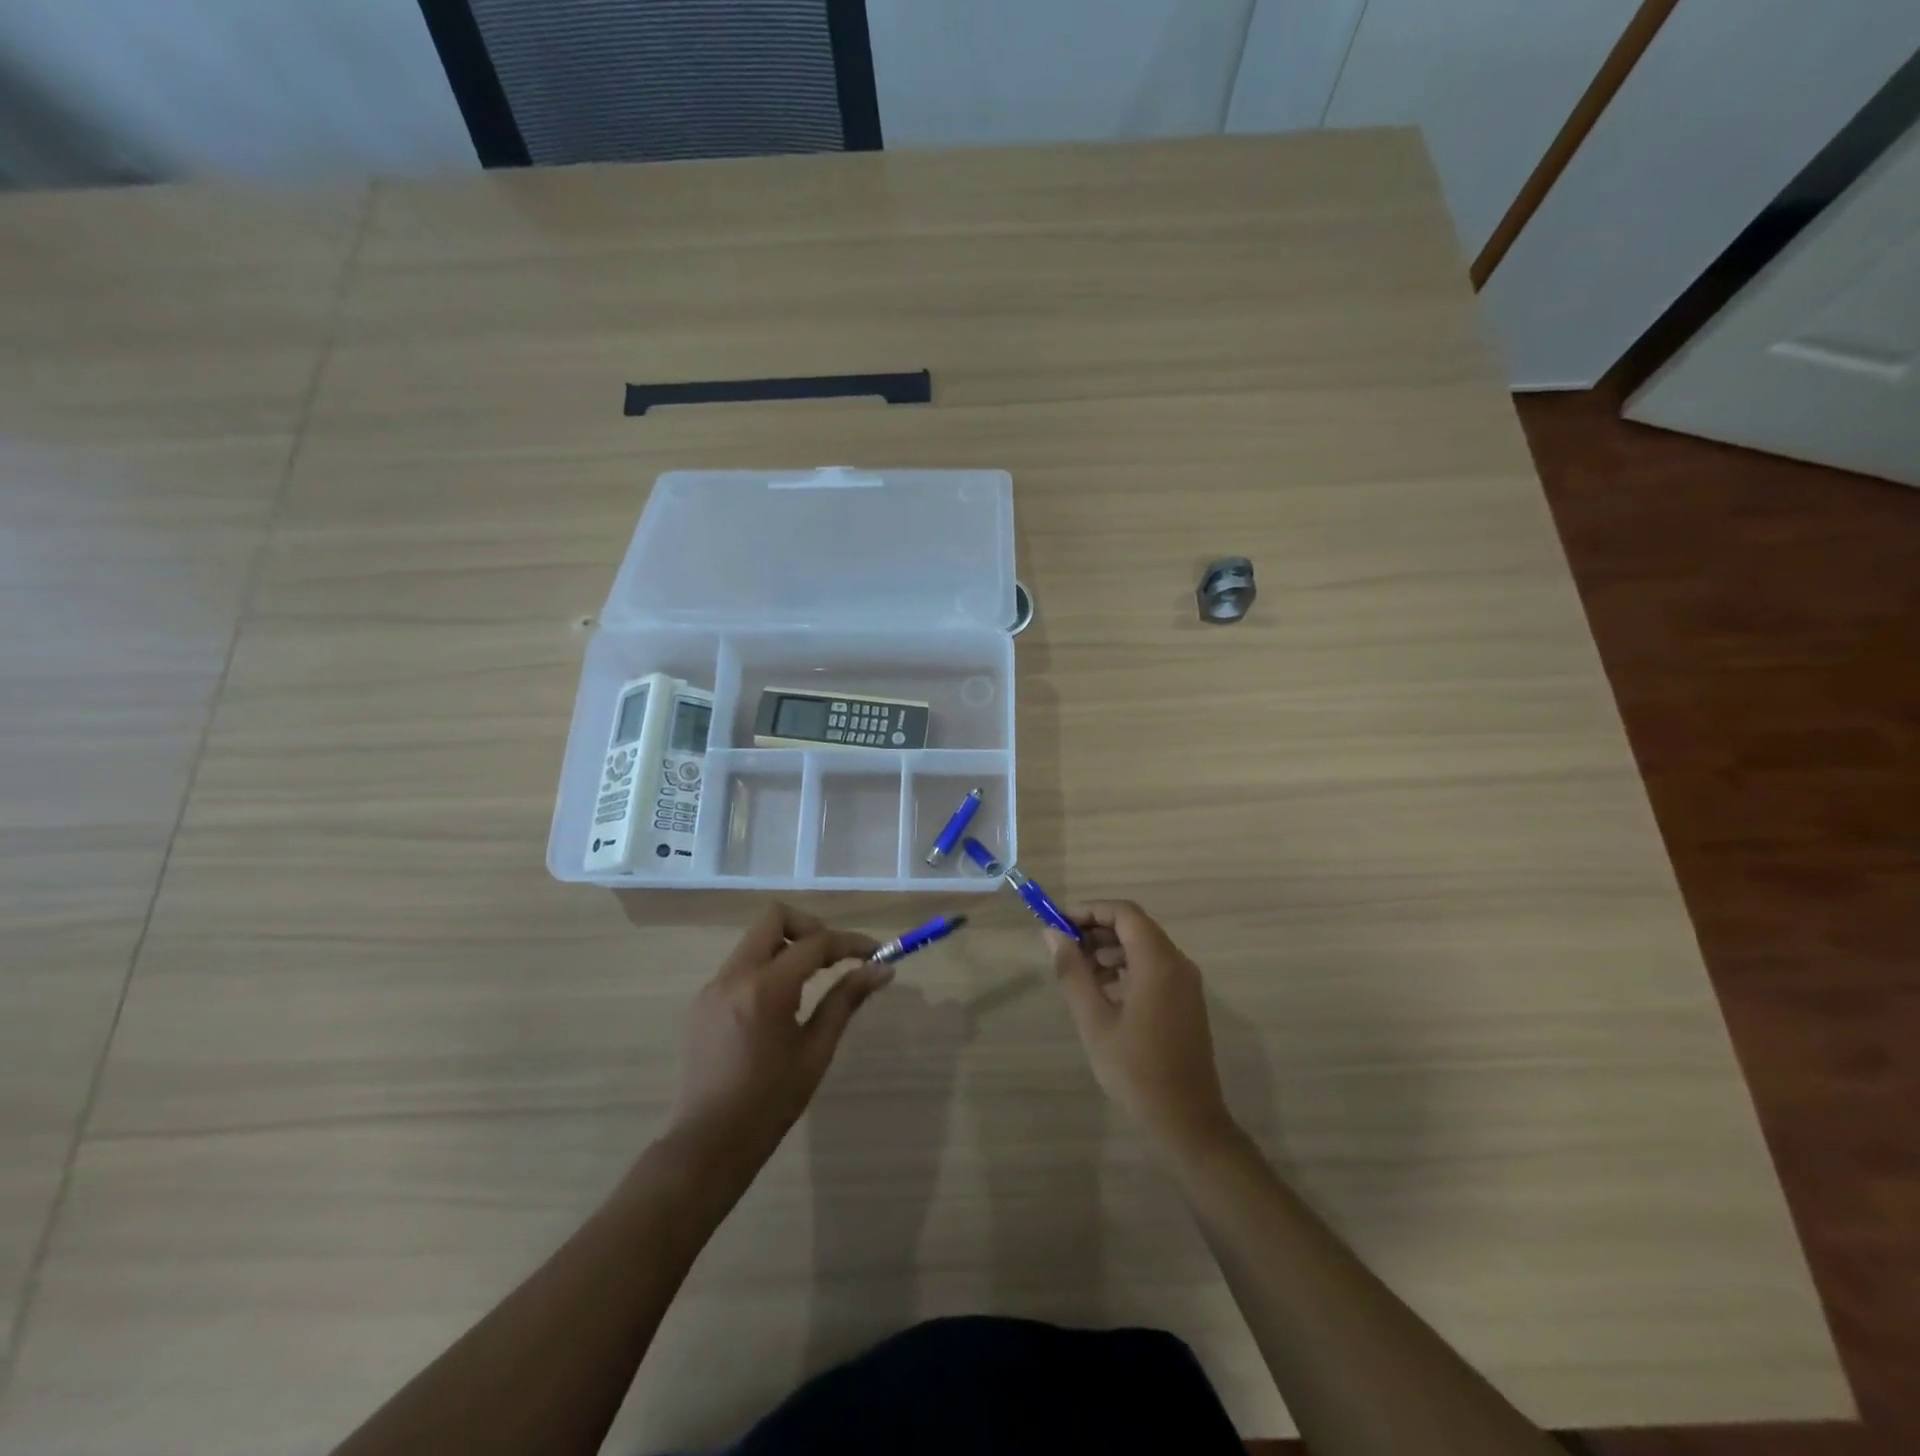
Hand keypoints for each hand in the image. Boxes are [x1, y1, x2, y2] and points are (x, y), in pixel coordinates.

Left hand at [667, 904, 887, 1175]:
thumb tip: (882, 969)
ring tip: (812, 983)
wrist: (708, 1144)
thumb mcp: (816, 1051)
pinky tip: (781, 1004)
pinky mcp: (703, 1002)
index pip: (815, 942)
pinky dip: (766, 968)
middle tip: (834, 957)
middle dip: (811, 928)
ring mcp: (713, 986)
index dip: (850, 942)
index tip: (875, 952)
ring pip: (755, 941)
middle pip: (775, 919)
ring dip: (787, 947)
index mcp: (766, 988)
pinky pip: (740, 966)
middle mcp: (735, 975)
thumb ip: (846, 1001)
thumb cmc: (770, 1103)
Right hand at [1046, 901, 1239, 1160]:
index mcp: (1158, 963)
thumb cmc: (1136, 1072)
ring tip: (1078, 972)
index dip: (1089, 910)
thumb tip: (1052, 934)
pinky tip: (1103, 991)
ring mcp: (1186, 983)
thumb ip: (1072, 972)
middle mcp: (1178, 964)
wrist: (1187, 1123)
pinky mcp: (1186, 1002)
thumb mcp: (1094, 1021)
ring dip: (1110, 950)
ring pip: (1144, 947)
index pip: (1123, 913)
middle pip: (1135, 927)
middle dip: (1096, 930)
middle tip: (1063, 949)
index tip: (1058, 923)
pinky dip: (1126, 967)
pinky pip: (1154, 968)